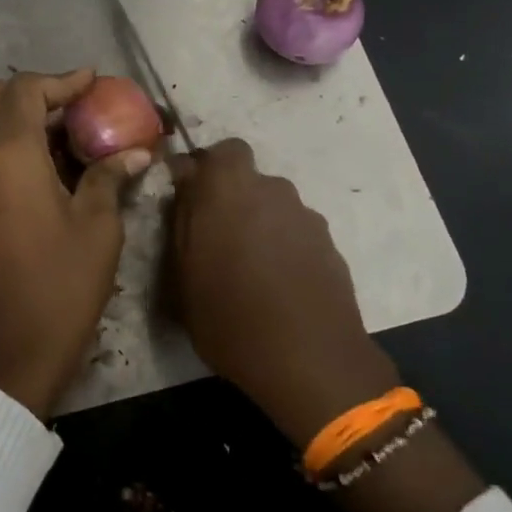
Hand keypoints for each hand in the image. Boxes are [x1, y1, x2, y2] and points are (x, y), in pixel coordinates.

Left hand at [0, 70, 152, 417]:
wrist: (13, 348)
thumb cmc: (61, 283)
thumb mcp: (97, 226)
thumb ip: (109, 177)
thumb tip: (135, 153)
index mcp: (10, 154)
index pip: (27, 90)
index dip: (62, 80)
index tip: (94, 82)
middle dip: (37, 91)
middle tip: (78, 104)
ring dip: (24, 116)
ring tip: (70, 131)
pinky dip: (14, 143)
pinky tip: (52, 165)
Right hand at [169, 139, 399, 446]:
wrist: (311, 361)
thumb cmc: (230, 317)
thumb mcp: (182, 275)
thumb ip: (180, 221)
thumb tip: (182, 187)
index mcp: (229, 189)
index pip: (220, 151)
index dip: (205, 170)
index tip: (191, 199)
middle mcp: (272, 190)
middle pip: (248, 180)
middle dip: (231, 200)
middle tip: (216, 239)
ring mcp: (306, 217)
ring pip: (273, 207)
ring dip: (259, 225)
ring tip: (249, 270)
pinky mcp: (330, 245)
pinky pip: (296, 234)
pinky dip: (284, 248)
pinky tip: (277, 286)